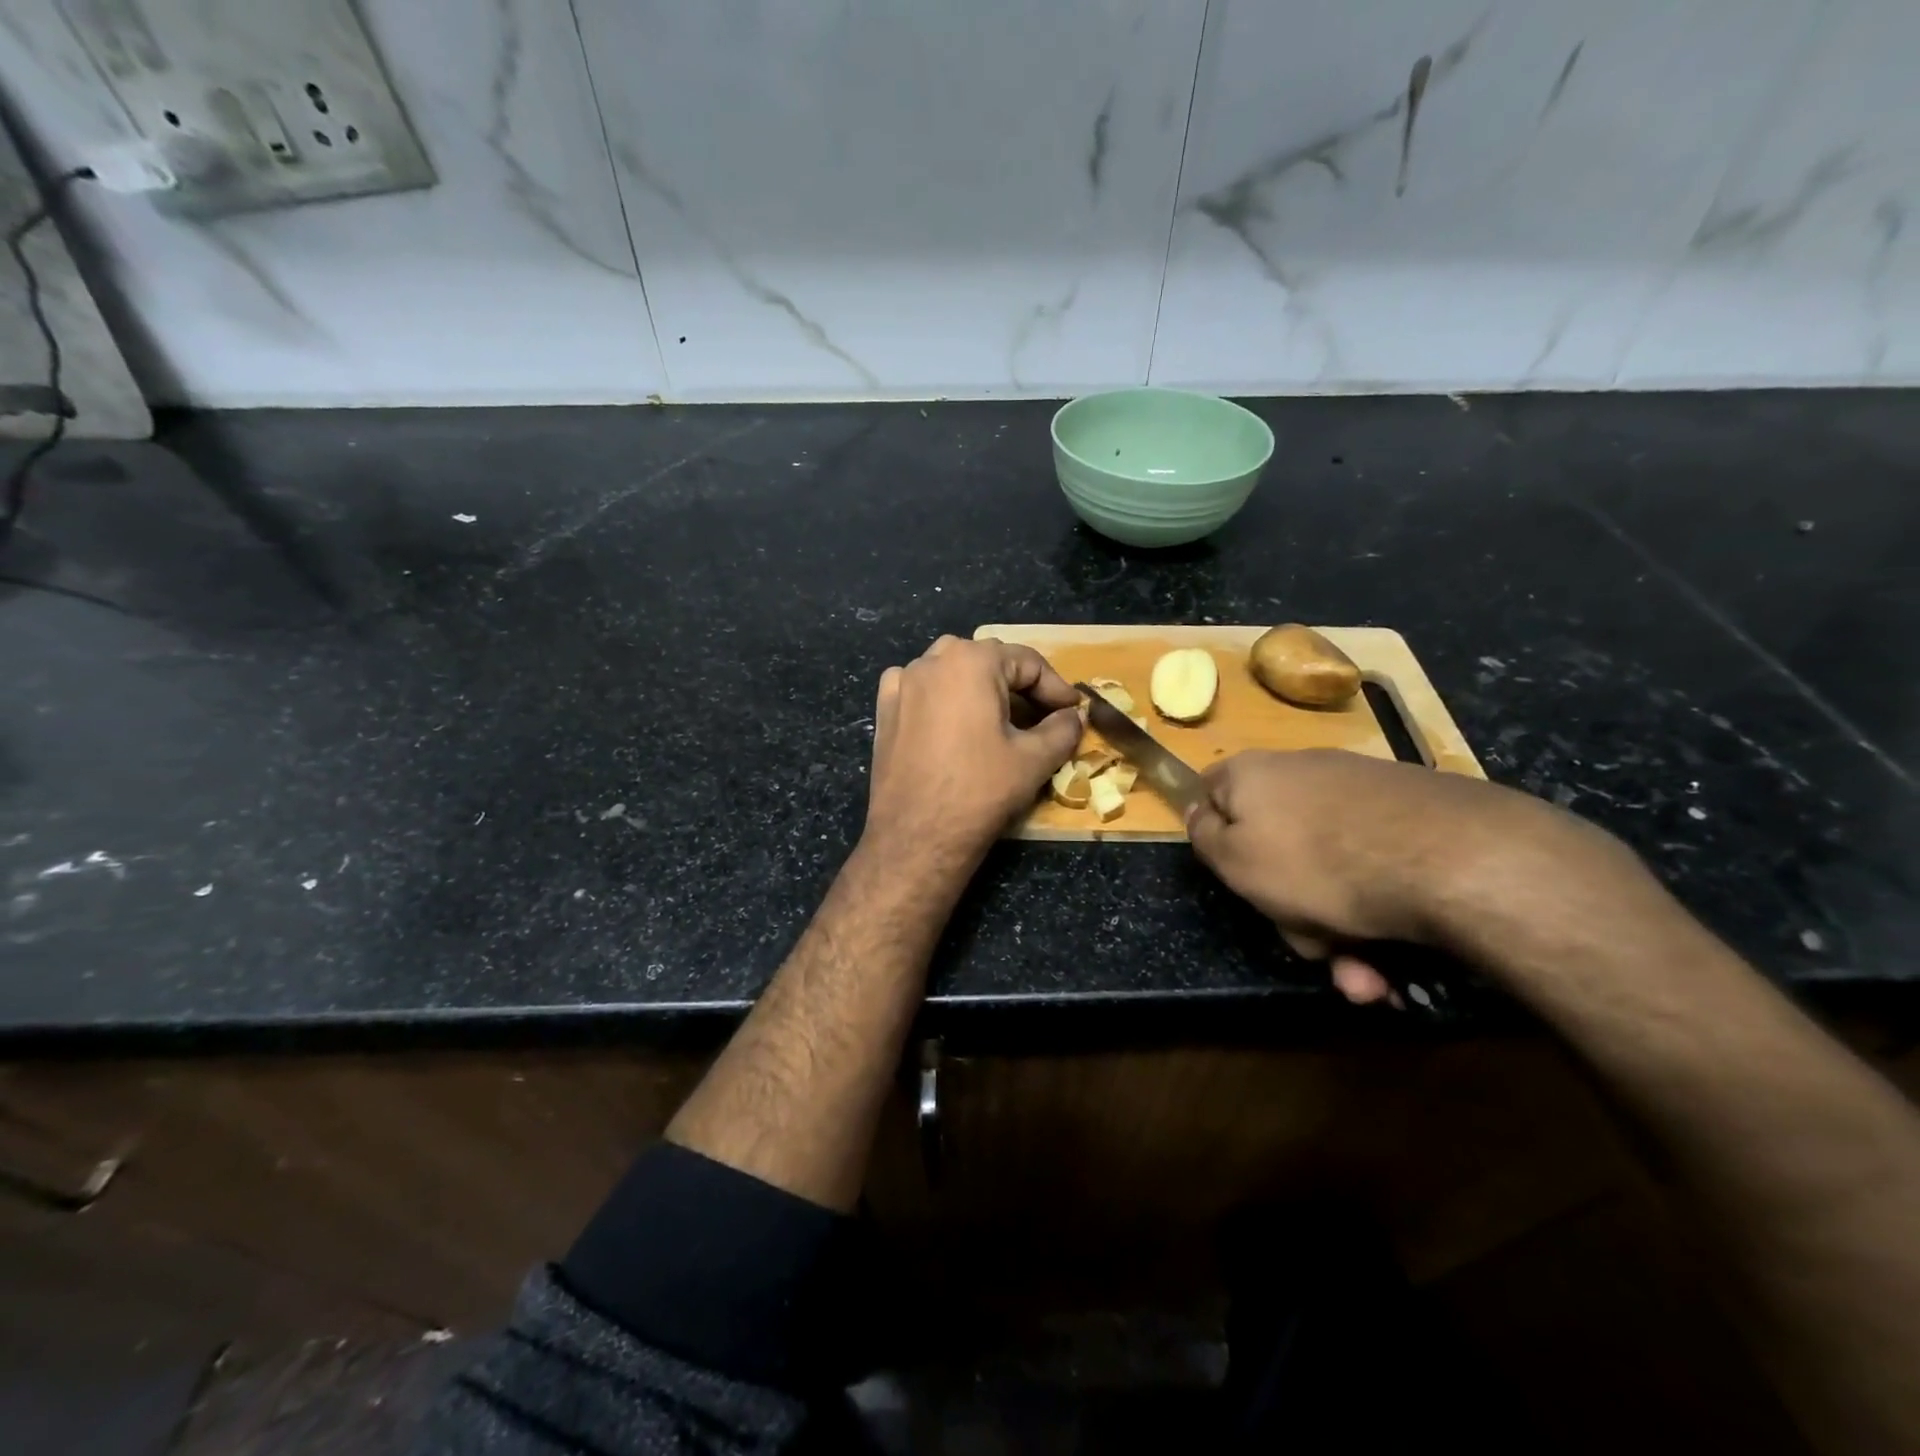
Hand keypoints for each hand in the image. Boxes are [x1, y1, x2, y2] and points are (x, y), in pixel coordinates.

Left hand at [862, 635, 1081, 876]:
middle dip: (1020, 686)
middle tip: (1043, 717)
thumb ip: (1063, 729)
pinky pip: (920, 689)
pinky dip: (942, 697)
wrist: (917, 836)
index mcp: (971, 661)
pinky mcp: (884, 710)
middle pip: (988, 661)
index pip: (1027, 662)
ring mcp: (902, 683)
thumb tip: (1073, 717)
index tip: (1073, 711)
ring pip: (952, 672)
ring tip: (1001, 719)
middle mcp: (931, 660)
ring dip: (980, 688)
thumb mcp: (1034, 759)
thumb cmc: (980, 791)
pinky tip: (952, 722)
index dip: (1056, 687)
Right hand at [1186, 749, 1654, 1004]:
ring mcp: (1363, 791)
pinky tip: (1396, 954)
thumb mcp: (1235, 861)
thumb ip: (1205, 836)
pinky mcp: (1415, 814)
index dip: (1215, 835)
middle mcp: (1305, 771)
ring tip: (1364, 975)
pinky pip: (1376, 867)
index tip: (1234, 876)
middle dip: (1289, 905)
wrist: (1452, 861)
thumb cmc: (1317, 864)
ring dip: (1338, 926)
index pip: (1212, 792)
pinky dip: (1378, 909)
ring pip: (1330, 868)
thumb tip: (1199, 812)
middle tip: (1311, 948)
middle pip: (1276, 842)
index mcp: (1253, 774)